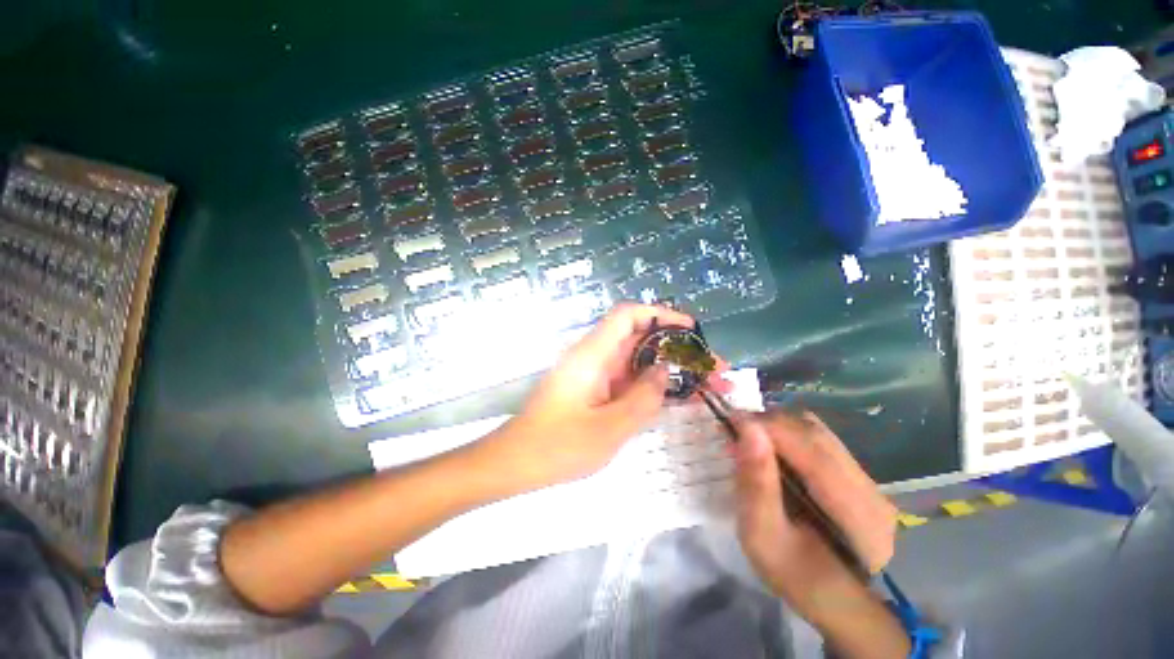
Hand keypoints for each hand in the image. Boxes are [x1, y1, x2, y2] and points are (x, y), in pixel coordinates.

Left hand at [483, 303, 717, 489]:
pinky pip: (629, 379)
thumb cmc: (558, 446)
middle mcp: (595, 356)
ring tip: (706, 385)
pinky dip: (653, 384)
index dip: (661, 315)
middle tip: (713, 368)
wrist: (517, 462)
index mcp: (593, 354)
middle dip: (677, 348)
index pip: (628, 315)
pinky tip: (679, 397)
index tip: (691, 331)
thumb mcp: (609, 427)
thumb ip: (643, 398)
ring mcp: (595, 373)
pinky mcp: (595, 389)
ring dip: (670, 368)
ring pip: (638, 360)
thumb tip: (665, 371)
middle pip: (640, 338)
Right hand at [734, 411, 897, 624]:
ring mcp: (868, 480)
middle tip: (735, 430)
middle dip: (769, 424)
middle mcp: (869, 488)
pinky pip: (820, 440)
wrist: (834, 598)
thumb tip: (748, 429)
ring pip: (817, 432)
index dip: (767, 426)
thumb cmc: (794, 575)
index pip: (809, 448)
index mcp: (854, 513)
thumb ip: (757, 483)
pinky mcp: (859, 476)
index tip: (729, 420)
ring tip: (750, 438)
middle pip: (814, 433)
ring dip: (778, 427)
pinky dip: (789, 435)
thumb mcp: (763, 537)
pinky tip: (772, 449)